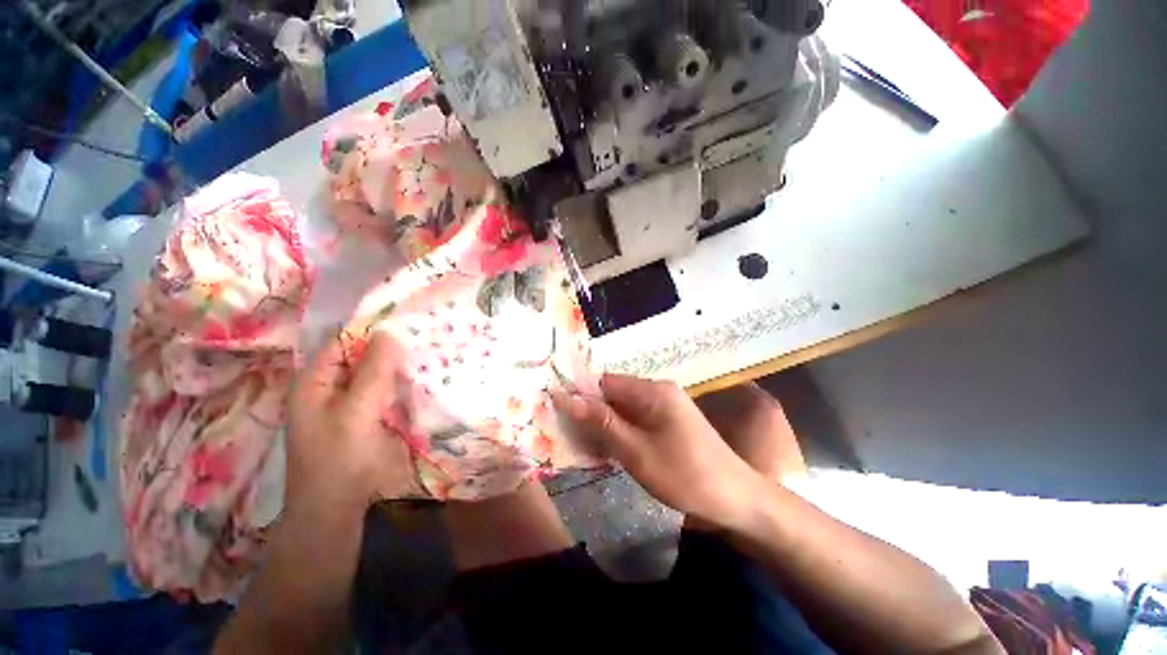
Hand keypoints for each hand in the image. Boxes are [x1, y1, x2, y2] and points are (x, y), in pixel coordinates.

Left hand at [286, 329, 420, 514]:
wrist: (340, 509)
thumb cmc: (339, 459)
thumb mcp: (355, 412)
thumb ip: (373, 372)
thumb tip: (392, 332)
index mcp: (317, 381)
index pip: (346, 342)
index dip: (374, 330)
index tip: (410, 320)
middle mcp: (335, 387)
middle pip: (366, 357)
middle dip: (395, 349)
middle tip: (430, 335)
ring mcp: (356, 403)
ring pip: (382, 375)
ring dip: (404, 367)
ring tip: (436, 350)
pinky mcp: (373, 417)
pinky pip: (391, 392)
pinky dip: (407, 385)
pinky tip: (430, 377)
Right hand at [552, 374, 763, 528]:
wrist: (735, 498)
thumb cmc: (684, 475)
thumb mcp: (636, 451)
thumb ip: (602, 423)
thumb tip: (567, 398)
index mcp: (653, 391)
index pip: (606, 382)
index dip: (582, 394)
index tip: (559, 412)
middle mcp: (659, 390)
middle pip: (615, 393)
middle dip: (592, 411)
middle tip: (570, 434)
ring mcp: (666, 405)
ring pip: (624, 407)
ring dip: (606, 423)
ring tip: (585, 444)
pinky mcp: (669, 420)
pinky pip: (637, 418)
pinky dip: (622, 430)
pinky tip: (610, 448)